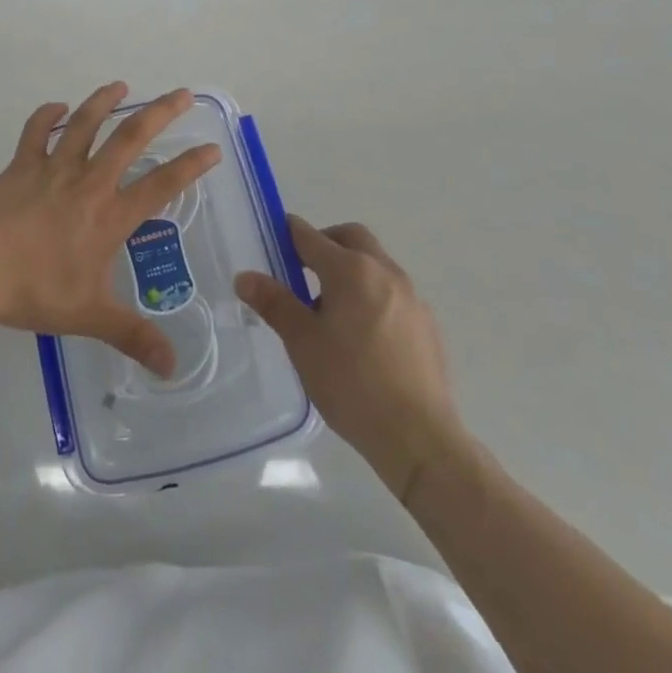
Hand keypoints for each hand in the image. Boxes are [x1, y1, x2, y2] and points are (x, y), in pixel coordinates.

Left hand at [0, 83, 220, 376]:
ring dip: (104, 101)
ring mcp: (53, 168)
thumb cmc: (36, 291)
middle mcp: (89, 183)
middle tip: (181, 94)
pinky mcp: (21, 165)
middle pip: (130, 138)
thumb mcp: (90, 317)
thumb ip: (133, 336)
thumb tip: (173, 367)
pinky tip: (57, 107)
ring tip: (120, 86)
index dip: (190, 166)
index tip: (212, 148)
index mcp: (110, 216)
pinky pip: (36, 132)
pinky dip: (47, 116)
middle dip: (159, 113)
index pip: (161, 185)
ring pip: (84, 124)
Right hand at [235, 217, 465, 499]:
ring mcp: (410, 295)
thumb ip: (274, 303)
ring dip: (351, 269)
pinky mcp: (427, 322)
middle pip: (350, 237)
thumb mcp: (303, 343)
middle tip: (303, 270)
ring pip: (375, 262)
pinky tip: (365, 336)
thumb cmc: (352, 384)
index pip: (309, 236)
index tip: (273, 242)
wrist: (419, 437)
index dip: (288, 234)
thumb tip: (244, 277)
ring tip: (333, 310)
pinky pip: (393, 291)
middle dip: (325, 242)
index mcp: (350, 269)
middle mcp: (383, 271)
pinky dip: (373, 294)